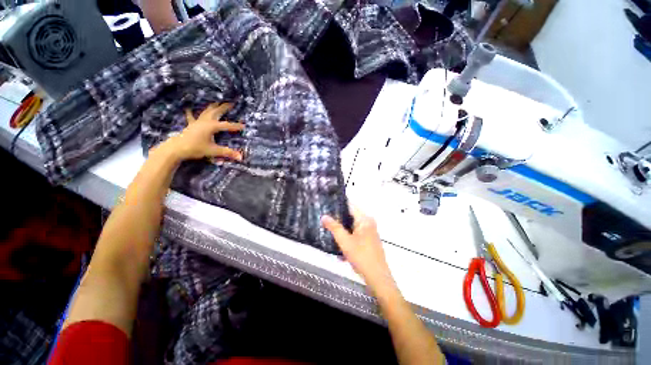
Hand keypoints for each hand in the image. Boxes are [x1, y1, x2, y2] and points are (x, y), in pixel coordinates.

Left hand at [160, 102, 243, 161]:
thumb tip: (241, 157)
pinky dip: (191, 112)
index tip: (244, 126)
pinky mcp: (191, 125)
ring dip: (212, 107)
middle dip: (224, 107)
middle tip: (231, 103)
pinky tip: (188, 108)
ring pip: (206, 112)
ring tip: (217, 102)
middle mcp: (205, 121)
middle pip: (216, 112)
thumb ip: (227, 153)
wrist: (176, 149)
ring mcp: (197, 122)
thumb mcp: (213, 151)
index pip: (226, 125)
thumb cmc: (195, 148)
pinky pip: (192, 116)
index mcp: (211, 126)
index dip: (235, 126)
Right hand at [322, 208, 396, 295]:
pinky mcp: (369, 239)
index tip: (327, 206)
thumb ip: (334, 227)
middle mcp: (369, 222)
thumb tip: (324, 216)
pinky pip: (356, 233)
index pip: (350, 205)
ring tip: (330, 232)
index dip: (338, 205)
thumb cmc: (361, 256)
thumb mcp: (344, 241)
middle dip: (338, 219)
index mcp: (364, 219)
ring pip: (352, 226)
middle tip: (325, 220)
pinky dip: (348, 237)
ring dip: (342, 230)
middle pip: (351, 216)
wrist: (377, 277)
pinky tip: (340, 245)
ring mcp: (370, 231)